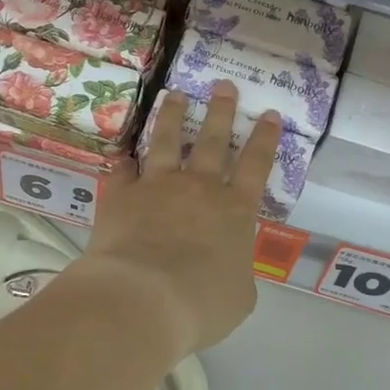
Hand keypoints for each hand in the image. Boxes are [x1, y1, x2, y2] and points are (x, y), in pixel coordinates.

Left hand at [74, 81, 281, 357]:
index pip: (255, 165)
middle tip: (223, 85)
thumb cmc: (201, 304)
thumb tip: (228, 266)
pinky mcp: (121, 196)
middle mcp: (198, 188)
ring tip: (175, 94)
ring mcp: (157, 187)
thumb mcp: (239, 296)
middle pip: (212, 141)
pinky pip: (122, 170)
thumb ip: (237, 271)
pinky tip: (122, 153)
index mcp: (235, 210)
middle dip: (220, 111)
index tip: (269, 113)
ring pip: (165, 141)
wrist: (143, 299)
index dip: (264, 139)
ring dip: (172, 116)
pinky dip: (123, 161)